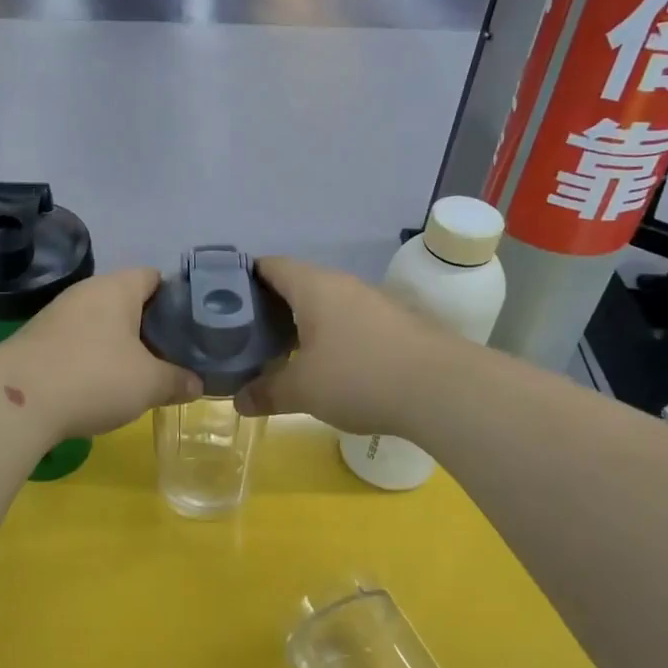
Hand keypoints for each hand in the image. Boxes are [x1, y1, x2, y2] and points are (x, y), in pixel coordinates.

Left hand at [0, 268, 201, 437]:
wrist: (17, 401)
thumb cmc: (94, 378)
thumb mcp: (148, 384)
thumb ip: (178, 380)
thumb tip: (197, 384)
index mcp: (116, 287)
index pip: (154, 276)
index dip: (176, 298)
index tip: (191, 326)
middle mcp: (85, 292)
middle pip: (127, 300)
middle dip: (149, 326)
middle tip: (172, 355)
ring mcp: (56, 315)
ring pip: (100, 323)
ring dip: (119, 344)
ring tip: (140, 374)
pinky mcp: (36, 341)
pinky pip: (76, 342)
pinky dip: (92, 358)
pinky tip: (101, 385)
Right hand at [235, 257, 445, 434]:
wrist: (444, 389)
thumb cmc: (360, 376)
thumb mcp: (303, 390)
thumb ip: (266, 392)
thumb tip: (238, 401)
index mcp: (313, 286)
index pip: (270, 266)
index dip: (243, 278)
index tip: (222, 301)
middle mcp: (343, 285)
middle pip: (297, 285)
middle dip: (271, 308)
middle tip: (246, 335)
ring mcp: (374, 302)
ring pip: (326, 305)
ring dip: (303, 325)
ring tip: (282, 353)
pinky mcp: (397, 324)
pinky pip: (351, 322)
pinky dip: (332, 337)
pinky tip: (328, 366)